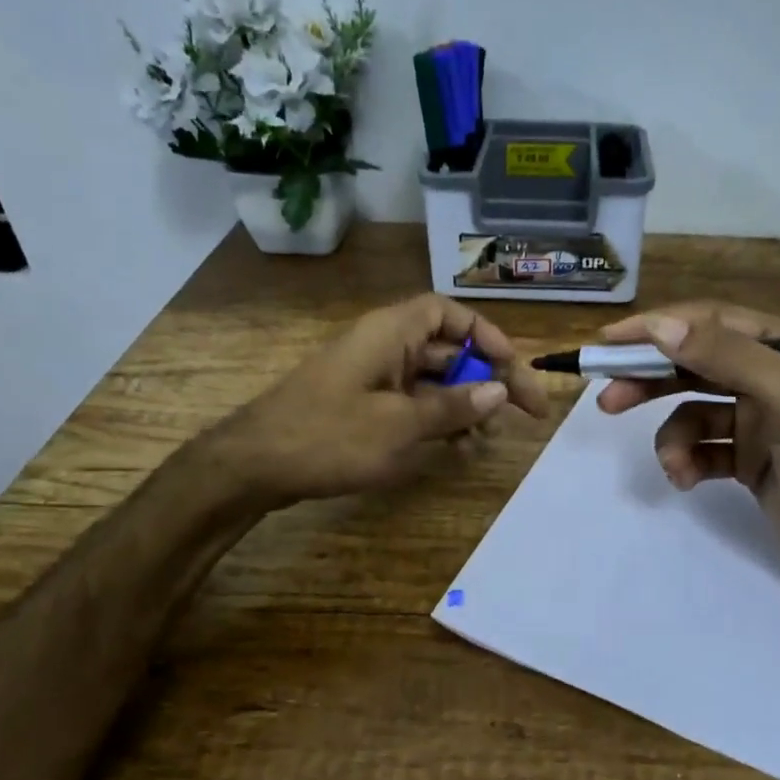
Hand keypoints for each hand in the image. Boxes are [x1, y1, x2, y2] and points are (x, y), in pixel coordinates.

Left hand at [209, 294, 549, 505]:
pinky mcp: (363, 407)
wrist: (254, 466)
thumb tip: (499, 392)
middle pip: (448, 351)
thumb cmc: (329, 436)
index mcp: (390, 333)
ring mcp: (372, 379)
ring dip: (465, 406)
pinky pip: (412, 405)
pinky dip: (438, 422)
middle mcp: (384, 347)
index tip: (513, 369)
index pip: (449, 314)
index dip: (487, 336)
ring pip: (433, 382)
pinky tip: (457, 450)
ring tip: (487, 440)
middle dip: (487, 379)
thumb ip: (452, 407)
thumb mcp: (400, 425)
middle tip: (525, 414)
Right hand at [596, 302, 779, 591]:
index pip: (710, 322)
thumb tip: (663, 327)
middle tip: (606, 397)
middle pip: (692, 363)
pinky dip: (687, 461)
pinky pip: (700, 447)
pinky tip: (687, 481)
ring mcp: (755, 419)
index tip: (609, 341)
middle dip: (649, 379)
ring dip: (671, 436)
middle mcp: (768, 377)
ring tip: (671, 465)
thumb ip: (730, 357)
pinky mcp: (745, 457)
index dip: (657, 328)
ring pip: (690, 410)